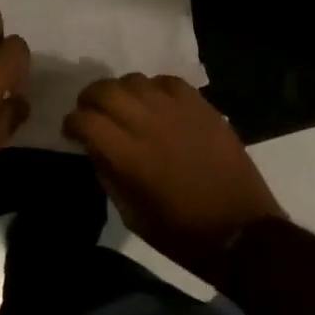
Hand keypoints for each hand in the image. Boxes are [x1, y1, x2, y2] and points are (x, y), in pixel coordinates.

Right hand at [63, 74, 285, 286]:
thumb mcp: (132, 215)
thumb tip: (95, 148)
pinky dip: (154, 89)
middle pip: (104, 90)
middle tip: (91, 112)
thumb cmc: (183, 234)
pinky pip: (166, 81)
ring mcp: (175, 110)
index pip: (85, 120)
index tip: (71, 131)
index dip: (71, 123)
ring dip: (120, 92)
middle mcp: (147, 123)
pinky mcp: (200, 105)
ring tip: (124, 106)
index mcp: (128, 155)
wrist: (242, 232)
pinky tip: (156, 104)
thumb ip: (109, 175)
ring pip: (133, 80)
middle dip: (89, 99)